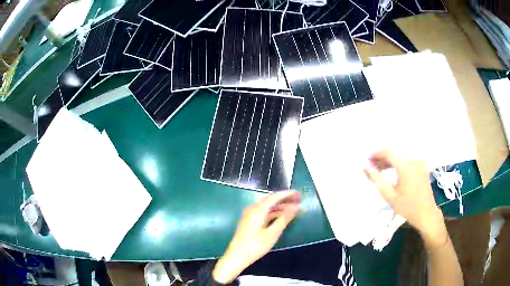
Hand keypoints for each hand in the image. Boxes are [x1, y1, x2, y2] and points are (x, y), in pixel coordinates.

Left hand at [212, 191, 299, 283]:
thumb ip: (284, 219)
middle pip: (270, 200)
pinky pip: (263, 213)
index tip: (298, 194)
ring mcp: (249, 216)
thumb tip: (295, 207)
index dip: (287, 194)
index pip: (275, 196)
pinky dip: (273, 213)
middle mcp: (252, 209)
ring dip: (280, 207)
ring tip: (292, 210)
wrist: (236, 257)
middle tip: (298, 201)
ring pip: (267, 207)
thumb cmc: (255, 246)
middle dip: (285, 200)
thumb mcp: (272, 233)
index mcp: (258, 210)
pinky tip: (280, 218)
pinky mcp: (249, 222)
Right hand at [364, 150, 447, 248]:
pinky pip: (408, 158)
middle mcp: (414, 159)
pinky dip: (400, 161)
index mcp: (406, 166)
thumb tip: (365, 167)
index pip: (388, 153)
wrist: (426, 213)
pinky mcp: (422, 165)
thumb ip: (377, 179)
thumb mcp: (389, 195)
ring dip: (391, 159)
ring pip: (402, 154)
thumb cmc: (407, 207)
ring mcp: (419, 161)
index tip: (368, 160)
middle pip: (395, 152)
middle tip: (373, 166)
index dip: (377, 154)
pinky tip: (394, 170)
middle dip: (383, 157)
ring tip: (382, 169)